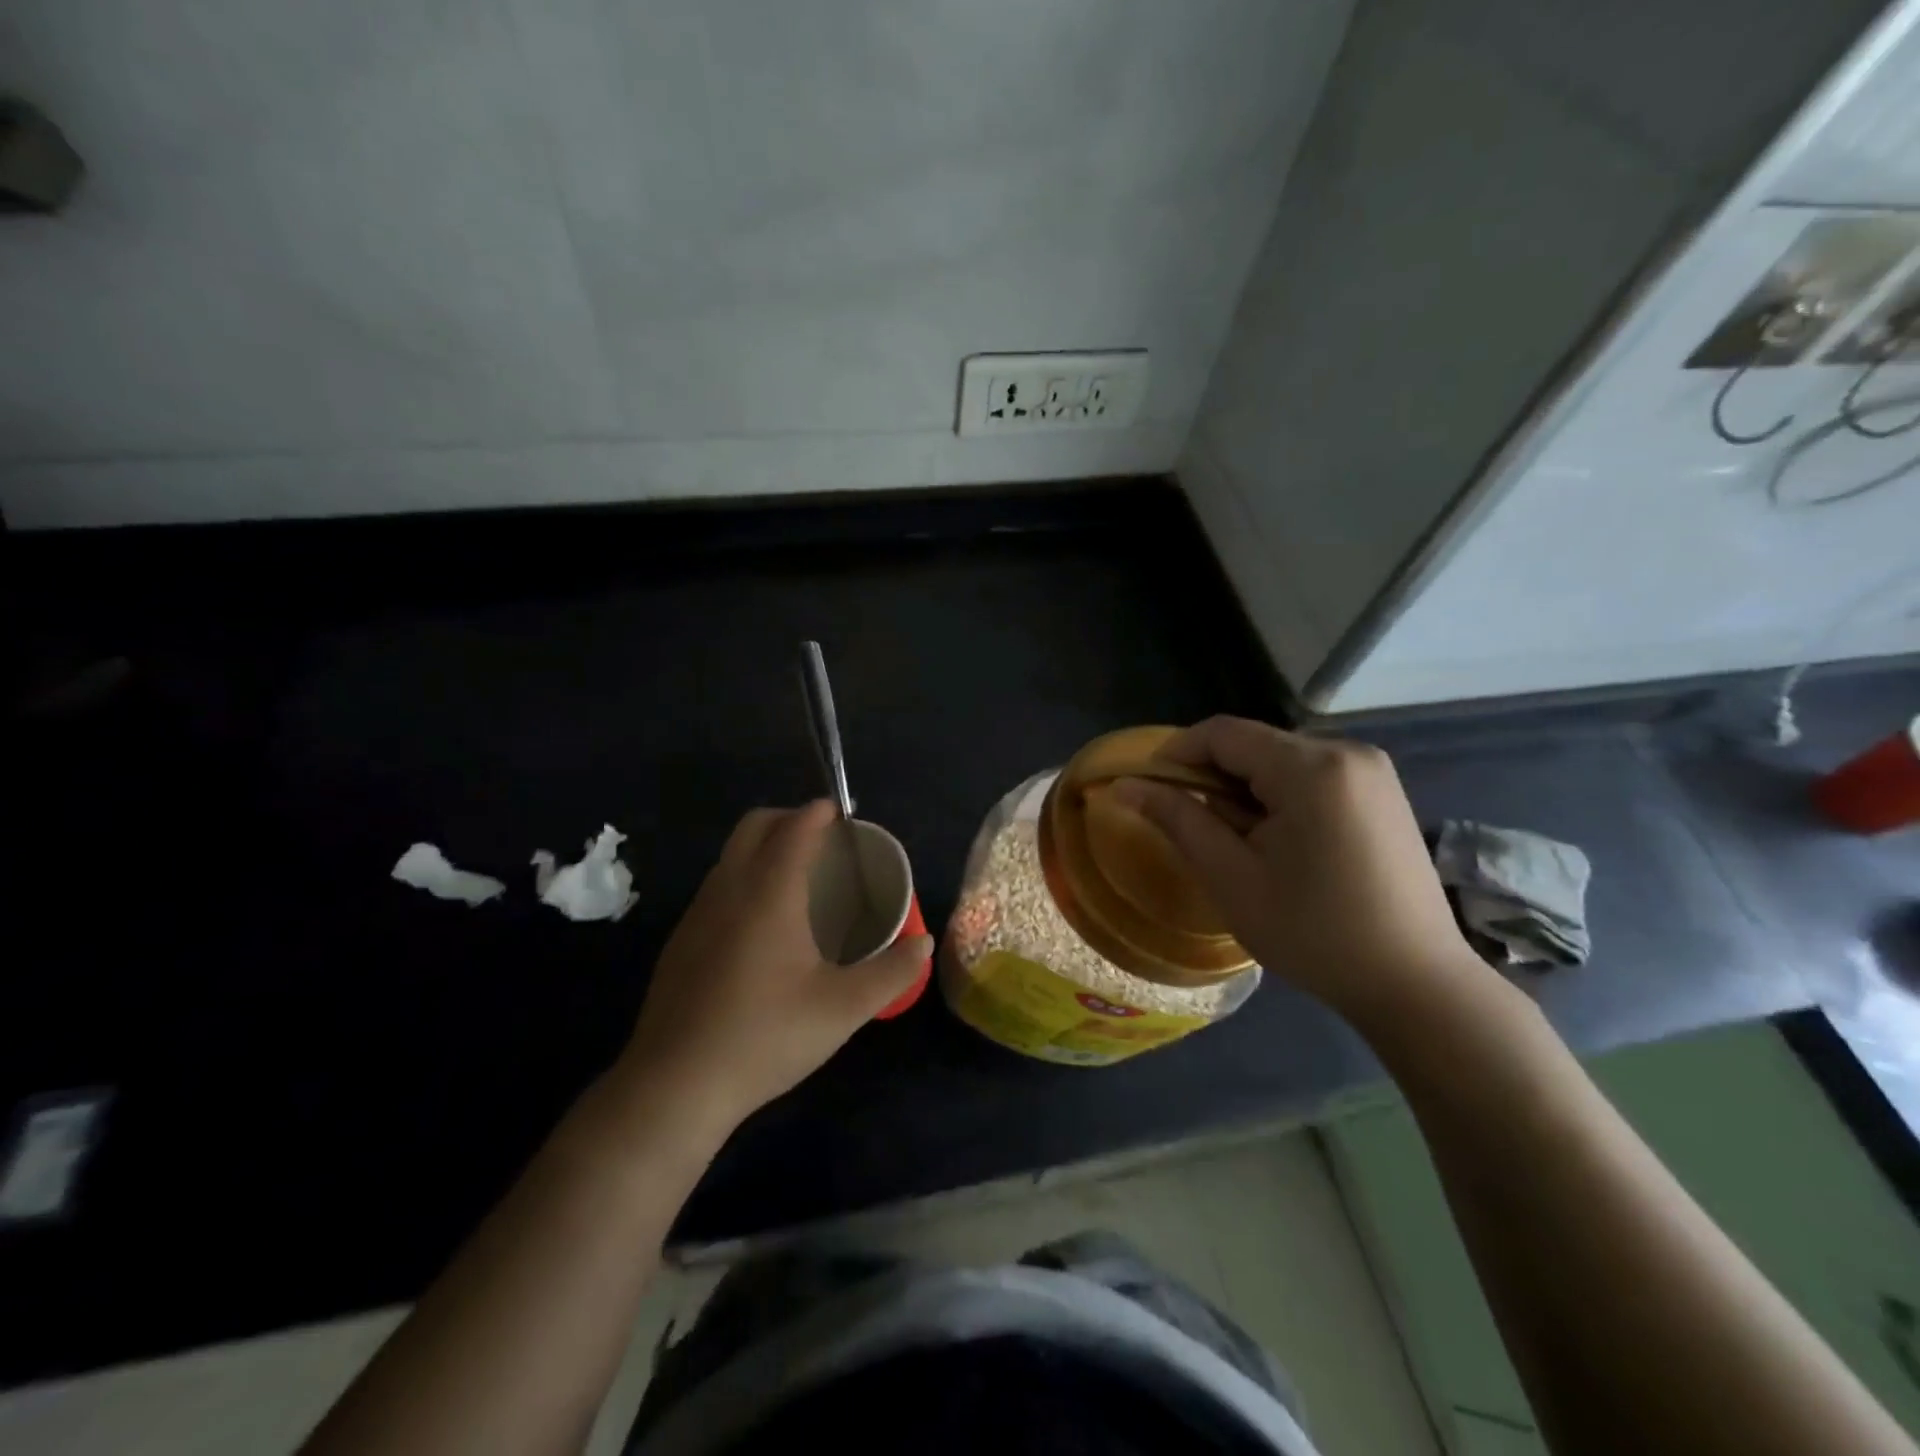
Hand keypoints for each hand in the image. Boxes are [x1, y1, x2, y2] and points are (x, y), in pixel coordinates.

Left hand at [615, 800, 931, 1137]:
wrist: (675, 1087)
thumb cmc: (766, 1037)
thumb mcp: (843, 1009)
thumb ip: (891, 972)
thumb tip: (923, 944)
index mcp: (769, 893)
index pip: (794, 829)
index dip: (818, 813)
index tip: (840, 812)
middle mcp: (728, 889)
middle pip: (754, 826)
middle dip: (788, 818)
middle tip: (821, 839)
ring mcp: (697, 914)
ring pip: (730, 855)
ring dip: (762, 847)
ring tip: (796, 877)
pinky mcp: (680, 941)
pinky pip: (717, 885)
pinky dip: (743, 877)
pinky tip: (760, 924)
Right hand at [1112, 717, 1486, 1020]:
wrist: (1416, 984)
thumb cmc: (1313, 933)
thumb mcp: (1231, 877)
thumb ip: (1177, 819)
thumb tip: (1124, 785)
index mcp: (1311, 767)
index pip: (1223, 733)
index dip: (1175, 753)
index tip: (1147, 788)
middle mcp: (1346, 752)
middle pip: (1254, 744)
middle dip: (1213, 776)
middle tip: (1192, 826)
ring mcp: (1372, 770)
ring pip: (1281, 759)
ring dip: (1245, 788)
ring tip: (1237, 841)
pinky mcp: (1383, 792)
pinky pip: (1312, 774)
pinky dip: (1279, 795)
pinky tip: (1279, 841)